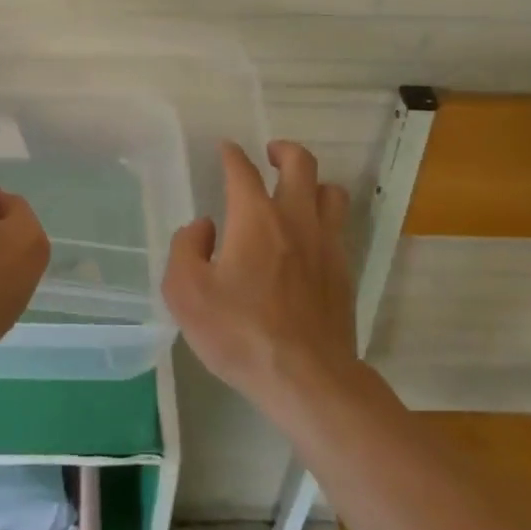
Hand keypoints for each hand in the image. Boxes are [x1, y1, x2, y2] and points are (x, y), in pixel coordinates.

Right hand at [162, 140, 353, 410]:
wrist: (307, 379)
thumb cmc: (240, 333)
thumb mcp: (186, 293)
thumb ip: (186, 249)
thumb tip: (204, 227)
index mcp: (255, 217)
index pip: (243, 170)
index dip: (232, 155)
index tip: (226, 150)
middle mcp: (295, 219)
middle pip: (301, 164)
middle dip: (285, 150)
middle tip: (270, 155)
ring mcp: (326, 244)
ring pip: (331, 192)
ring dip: (313, 183)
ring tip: (297, 192)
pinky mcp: (344, 271)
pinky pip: (339, 227)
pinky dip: (324, 219)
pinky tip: (309, 239)